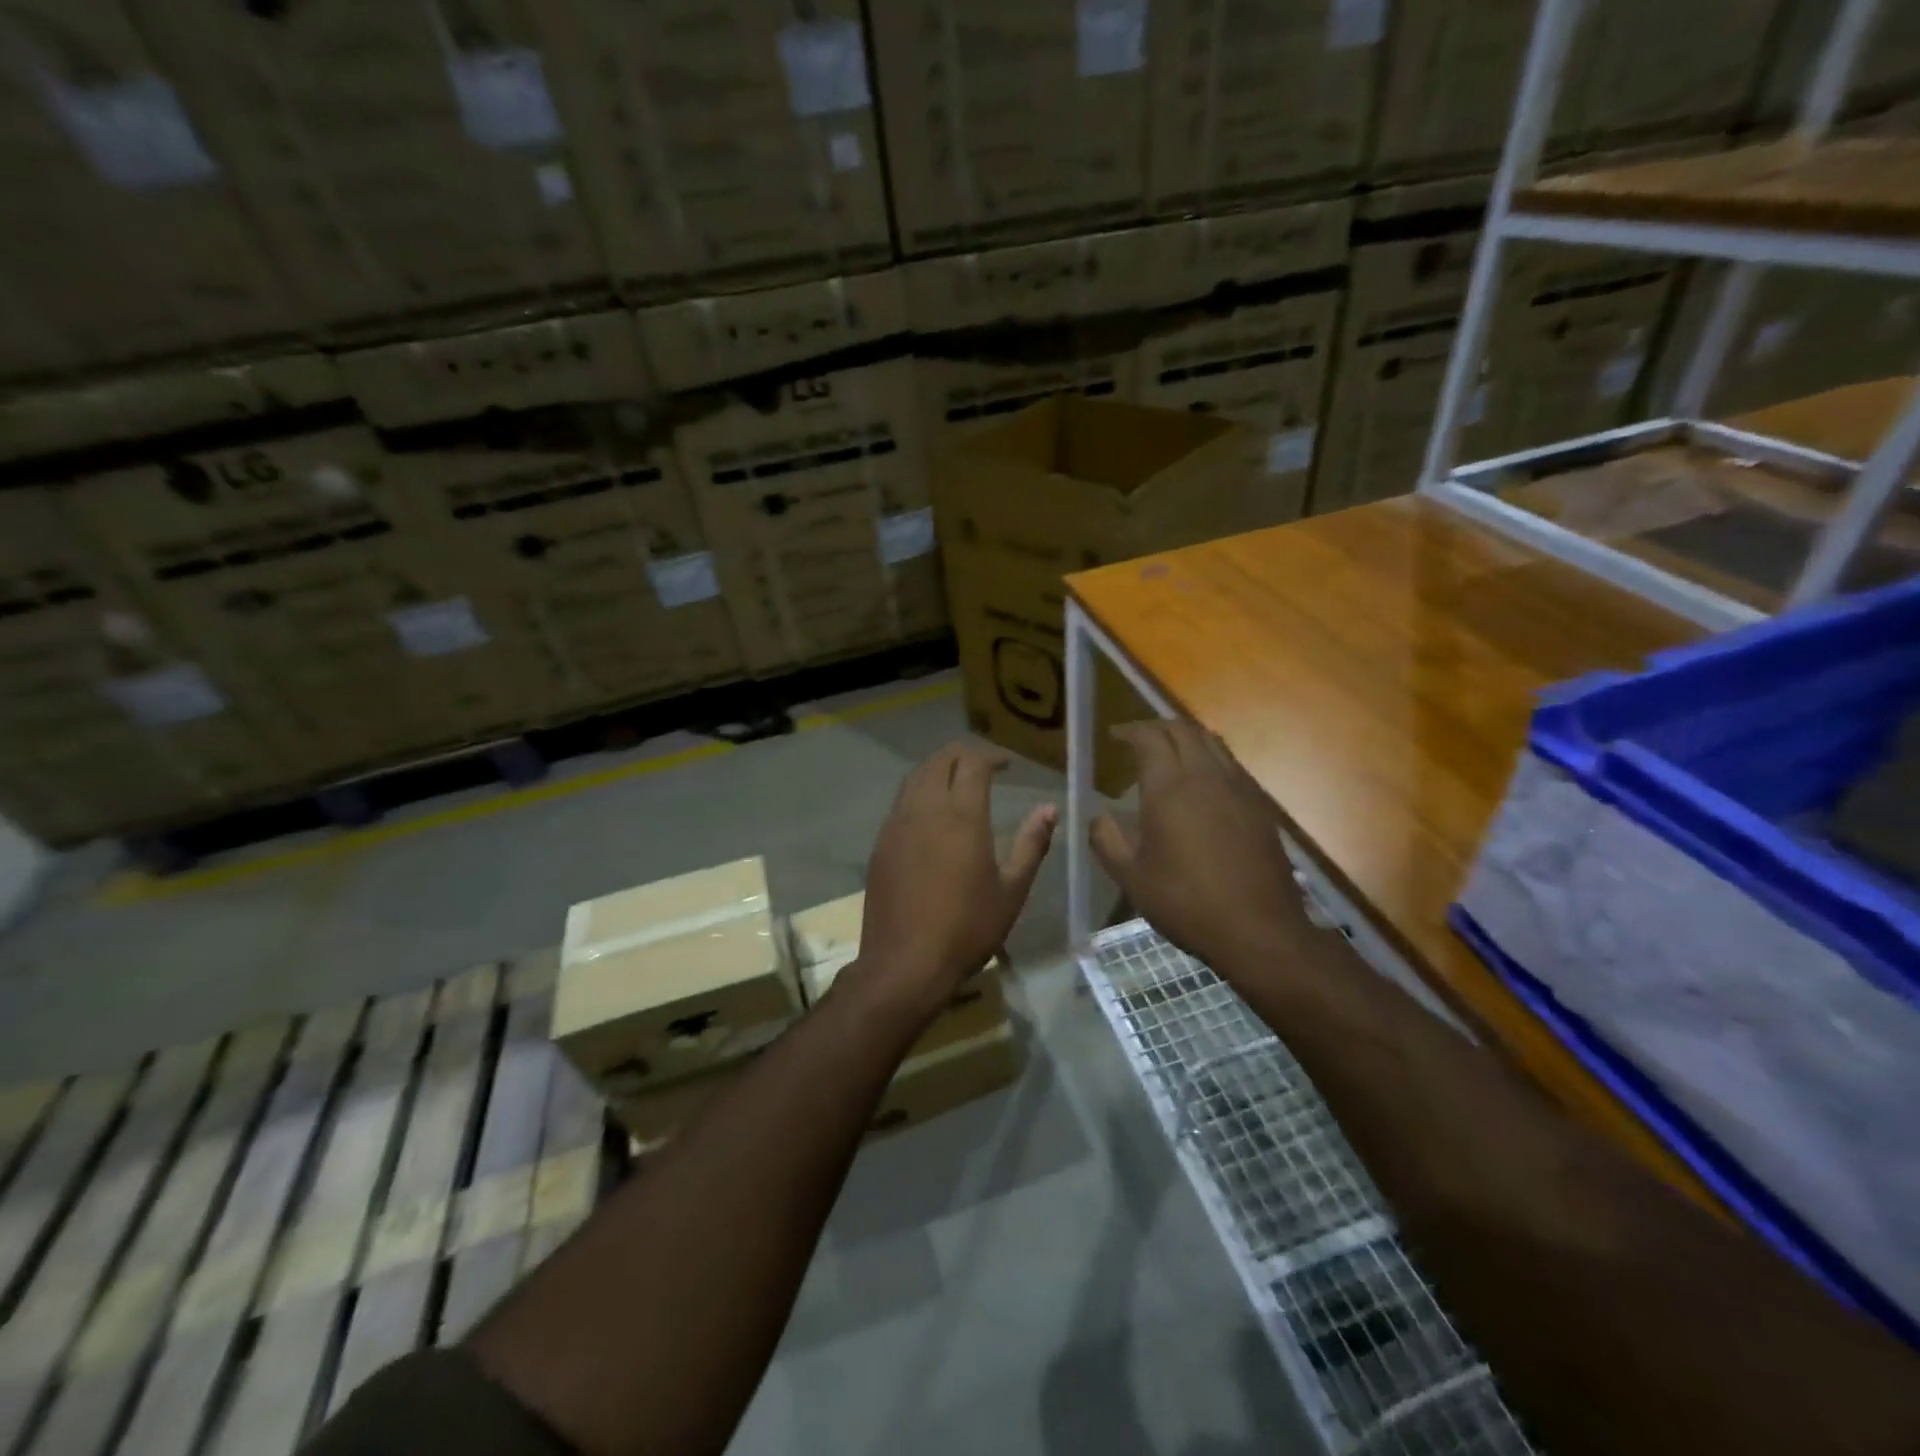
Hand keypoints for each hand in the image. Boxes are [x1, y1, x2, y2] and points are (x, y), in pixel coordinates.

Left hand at [854, 744, 1056, 1021]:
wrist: (904, 963)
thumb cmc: (967, 928)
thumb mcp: (1011, 891)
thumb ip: (1031, 844)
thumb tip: (1049, 809)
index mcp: (961, 815)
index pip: (973, 762)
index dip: (991, 756)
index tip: (1007, 765)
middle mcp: (925, 809)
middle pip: (939, 760)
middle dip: (962, 754)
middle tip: (983, 765)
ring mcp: (897, 824)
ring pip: (915, 777)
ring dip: (938, 770)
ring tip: (957, 783)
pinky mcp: (881, 844)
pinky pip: (901, 803)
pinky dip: (919, 793)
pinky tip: (931, 815)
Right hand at [1091, 722, 1309, 972]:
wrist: (1259, 929)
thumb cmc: (1186, 902)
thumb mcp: (1131, 877)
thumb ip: (1107, 841)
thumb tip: (1097, 819)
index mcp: (1169, 787)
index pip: (1149, 738)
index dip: (1130, 730)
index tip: (1115, 735)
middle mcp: (1205, 776)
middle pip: (1183, 729)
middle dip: (1157, 726)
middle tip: (1138, 738)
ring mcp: (1238, 787)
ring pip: (1211, 742)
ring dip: (1186, 737)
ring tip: (1169, 752)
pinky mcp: (1259, 805)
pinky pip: (1231, 764)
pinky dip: (1209, 757)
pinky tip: (1202, 783)